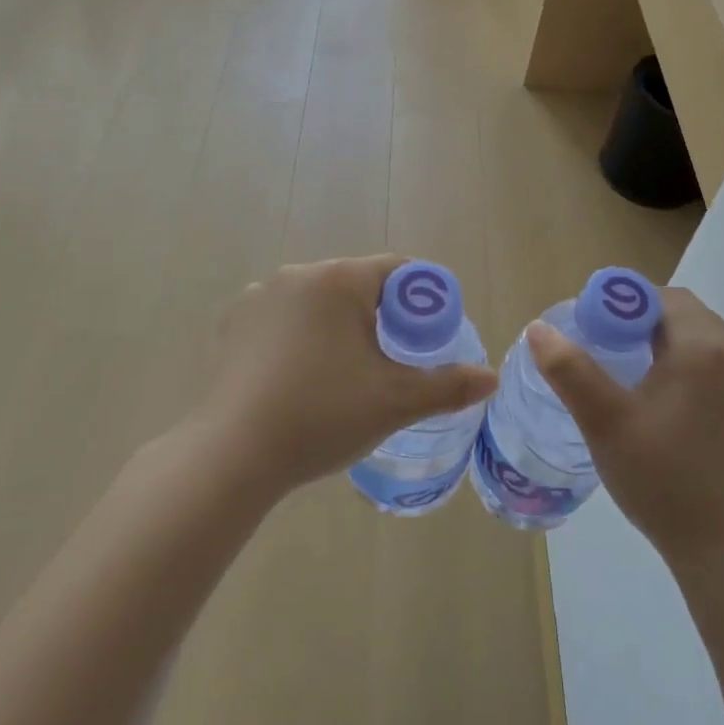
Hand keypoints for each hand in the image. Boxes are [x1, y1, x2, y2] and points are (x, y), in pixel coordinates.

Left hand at [203, 256, 496, 494]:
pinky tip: (298, 376)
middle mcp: (297, 274)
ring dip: (336, 325)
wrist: (233, 455)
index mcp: (339, 279)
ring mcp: (258, 296)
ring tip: (342, 373)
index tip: (430, 336)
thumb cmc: (322, 415)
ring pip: (317, 302)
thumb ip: (448, 385)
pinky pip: (281, 319)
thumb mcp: (395, 401)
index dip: (422, 299)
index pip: (397, 270)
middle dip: (379, 315)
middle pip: (356, 285)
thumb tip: (491, 378)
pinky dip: (298, 337)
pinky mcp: (232, 324)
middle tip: (391, 362)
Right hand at [527, 287, 723, 577]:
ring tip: (626, 376)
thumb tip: (539, 329)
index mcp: (703, 348)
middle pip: (682, 315)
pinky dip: (684, 369)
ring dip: (662, 344)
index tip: (591, 329)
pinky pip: (714, 370)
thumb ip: (569, 370)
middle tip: (603, 350)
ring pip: (699, 342)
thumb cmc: (662, 480)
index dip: (622, 303)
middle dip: (640, 322)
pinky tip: (660, 407)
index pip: (662, 297)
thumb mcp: (604, 422)